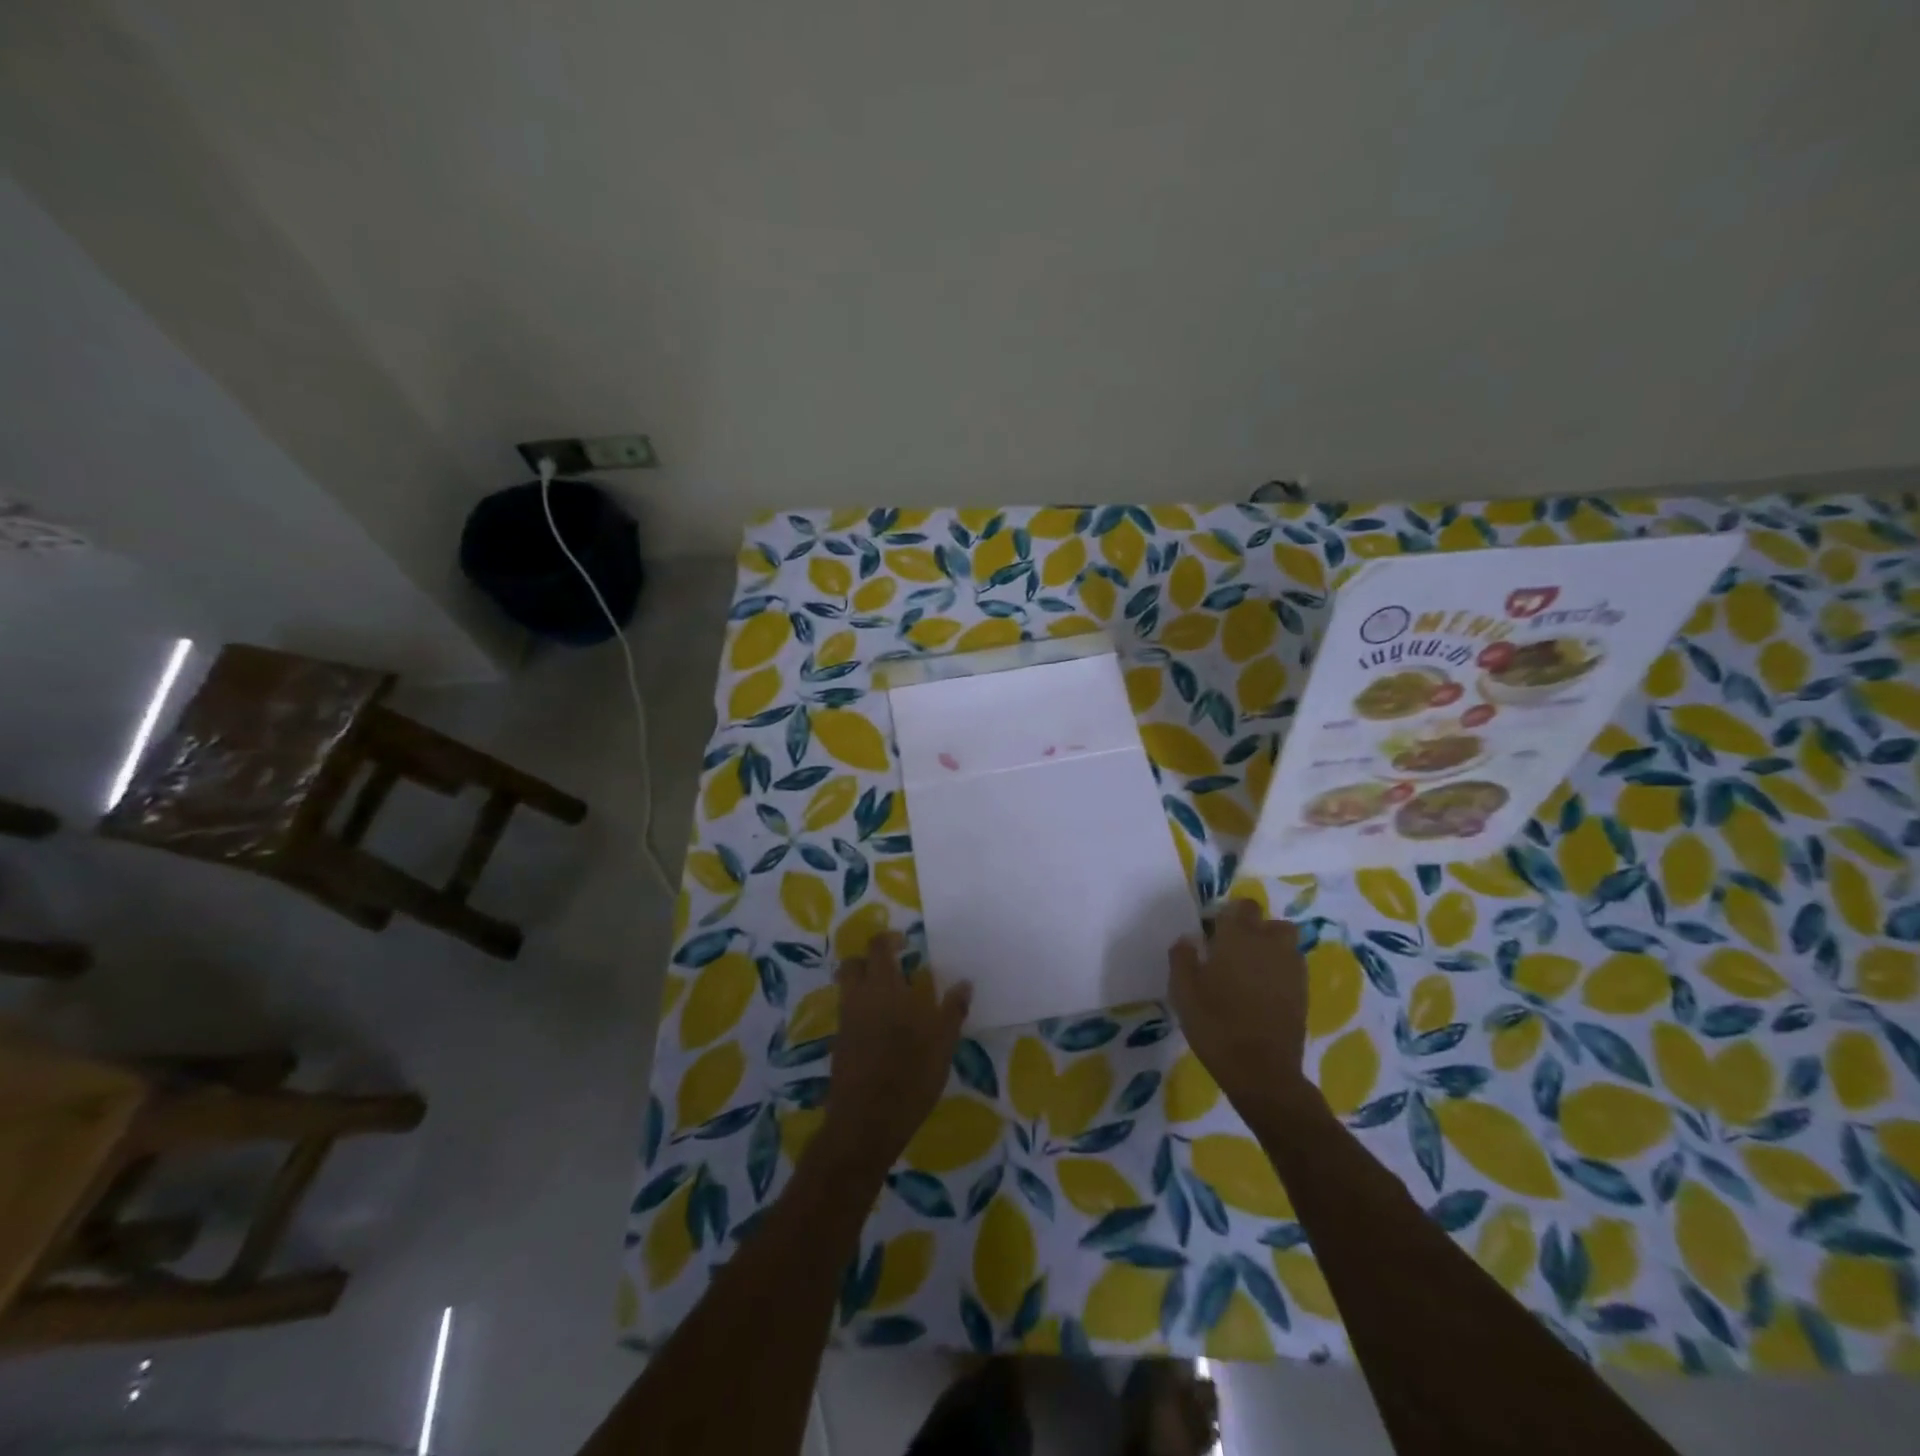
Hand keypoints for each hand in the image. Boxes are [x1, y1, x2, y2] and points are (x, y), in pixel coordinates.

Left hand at [817, 934, 970, 1174]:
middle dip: (870, 960)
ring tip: (893, 1000)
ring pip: (849, 989)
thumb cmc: (910, 1074)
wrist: (867, 1121)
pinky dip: (862, 1011)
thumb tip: (964, 983)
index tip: (905, 944)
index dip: (889, 940)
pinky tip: (884, 1030)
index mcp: (884, 987)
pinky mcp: (839, 1044)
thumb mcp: (943, 1042)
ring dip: (866, 985)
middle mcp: (859, 997)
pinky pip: (849, 1014)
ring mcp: (845, 1021)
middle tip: (895, 968)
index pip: (877, 947)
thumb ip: (952, 1009)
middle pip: (853, 964)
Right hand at [1168, 898, 1310, 1108]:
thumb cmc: (1215, 1024)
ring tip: (1249, 970)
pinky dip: (1279, 971)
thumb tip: (1188, 939)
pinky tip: (1262, 991)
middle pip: (1269, 922)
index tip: (1212, 932)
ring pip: (1285, 943)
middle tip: (1232, 950)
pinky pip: (1292, 967)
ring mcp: (1291, 969)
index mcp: (1238, 938)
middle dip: (1254, 928)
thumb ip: (1182, 958)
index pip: (1241, 907)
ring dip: (1270, 948)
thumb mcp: (1182, 991)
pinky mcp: (1303, 993)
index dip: (1228, 914)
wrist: (1261, 1070)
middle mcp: (1270, 945)